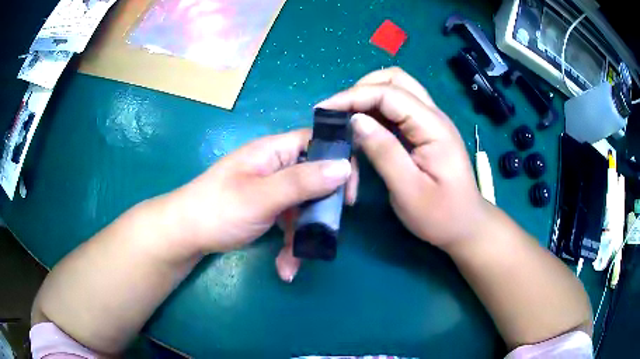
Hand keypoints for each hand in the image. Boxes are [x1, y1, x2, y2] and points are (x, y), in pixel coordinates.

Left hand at [167, 129, 357, 278]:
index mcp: (273, 151)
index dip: (339, 163)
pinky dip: (290, 244)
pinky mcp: (268, 209)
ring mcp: (272, 190)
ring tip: (292, 264)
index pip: (318, 143)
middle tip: (327, 235)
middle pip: (315, 180)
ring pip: (304, 207)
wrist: (186, 235)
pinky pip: (290, 222)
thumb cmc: (218, 210)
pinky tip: (284, 267)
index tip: (348, 196)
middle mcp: (276, 166)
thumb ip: (302, 182)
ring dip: (303, 237)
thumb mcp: (261, 197)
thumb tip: (345, 166)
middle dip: (320, 213)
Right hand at [317, 67, 488, 248]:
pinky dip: (376, 110)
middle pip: (395, 80)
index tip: (324, 110)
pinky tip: (364, 127)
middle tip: (338, 112)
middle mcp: (433, 115)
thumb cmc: (440, 215)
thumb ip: (384, 152)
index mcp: (433, 127)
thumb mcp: (409, 191)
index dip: (353, 96)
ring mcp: (430, 121)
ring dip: (368, 97)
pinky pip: (398, 107)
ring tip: (346, 118)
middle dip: (362, 89)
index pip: (389, 93)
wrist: (466, 225)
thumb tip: (355, 120)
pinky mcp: (425, 130)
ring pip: (396, 89)